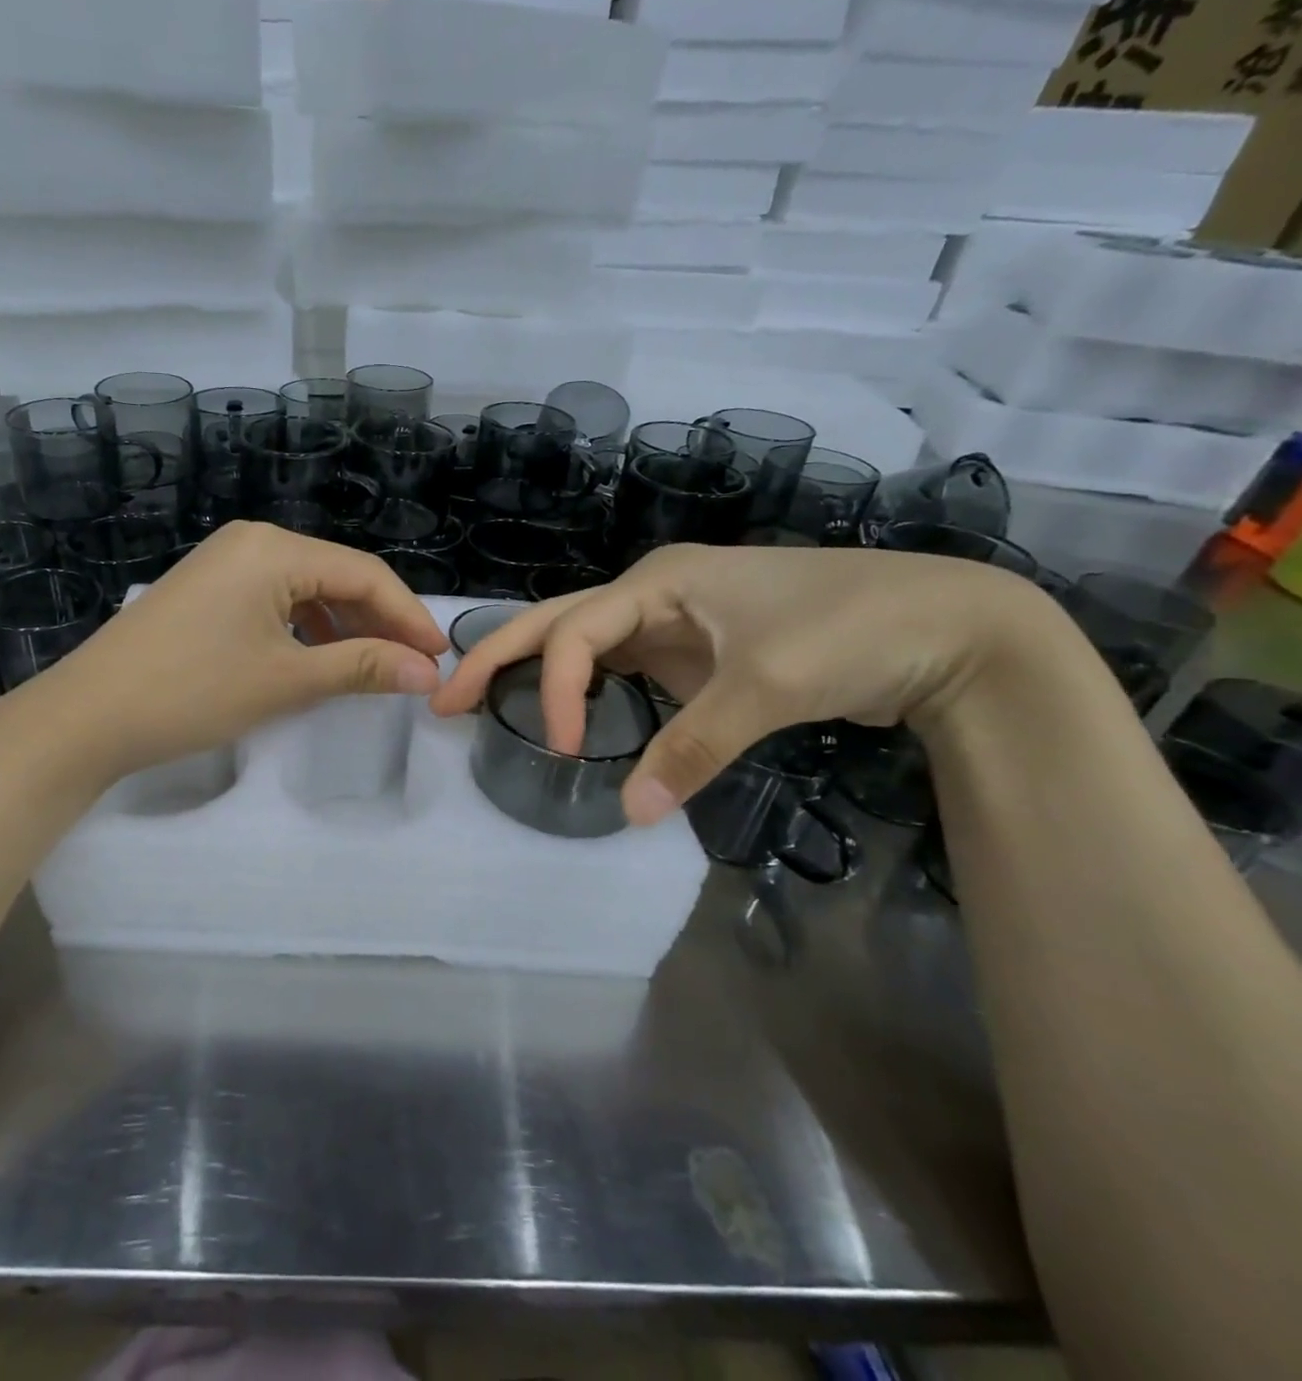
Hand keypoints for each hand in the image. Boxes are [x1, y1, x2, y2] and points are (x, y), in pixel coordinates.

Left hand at [30, 522, 448, 781]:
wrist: (89, 715)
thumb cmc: (194, 691)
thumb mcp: (287, 679)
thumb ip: (362, 667)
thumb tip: (427, 672)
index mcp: (274, 548)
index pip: (365, 574)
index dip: (408, 616)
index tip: (439, 657)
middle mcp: (252, 541)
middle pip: (336, 576)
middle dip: (378, 621)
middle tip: (411, 667)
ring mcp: (224, 563)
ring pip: (305, 589)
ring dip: (342, 626)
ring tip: (370, 667)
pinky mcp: (206, 589)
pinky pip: (273, 599)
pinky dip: (304, 628)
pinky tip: (316, 658)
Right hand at [431, 543, 1062, 826]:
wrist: (949, 625)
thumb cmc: (852, 632)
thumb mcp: (766, 688)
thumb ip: (692, 748)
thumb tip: (628, 813)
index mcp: (659, 580)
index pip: (577, 633)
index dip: (553, 689)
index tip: (559, 749)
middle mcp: (654, 591)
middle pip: (556, 621)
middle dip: (496, 656)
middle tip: (443, 696)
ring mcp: (672, 618)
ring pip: (583, 641)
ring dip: (534, 670)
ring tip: (484, 700)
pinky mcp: (693, 647)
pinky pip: (621, 665)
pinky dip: (584, 688)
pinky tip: (565, 712)